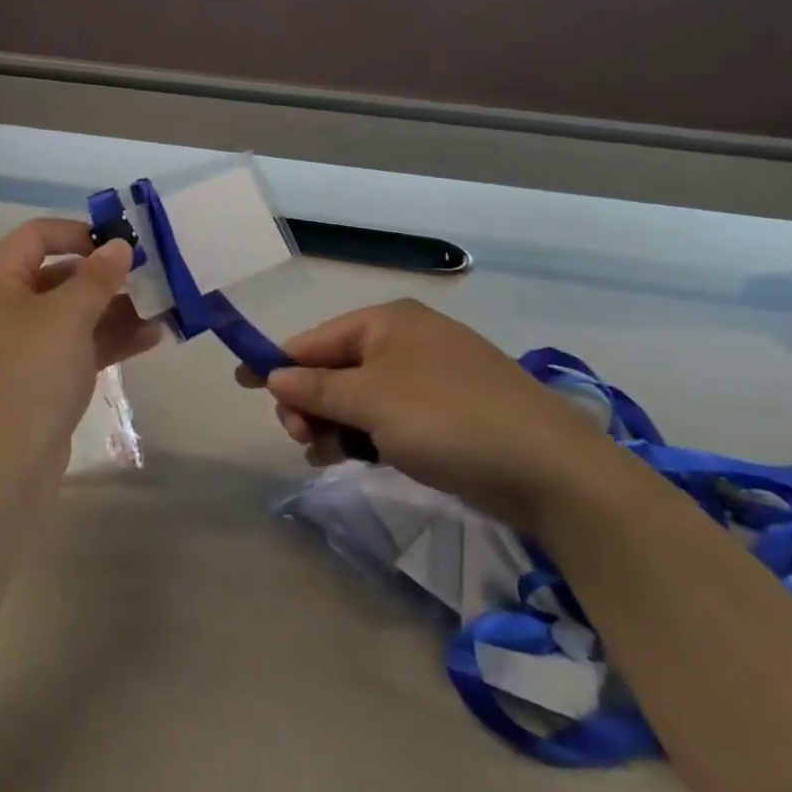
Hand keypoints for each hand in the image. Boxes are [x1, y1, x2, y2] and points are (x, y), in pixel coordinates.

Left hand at [0, 218, 160, 473]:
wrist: (2, 468)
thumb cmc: (29, 375)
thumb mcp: (67, 317)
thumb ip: (97, 277)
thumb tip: (119, 245)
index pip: (36, 236)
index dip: (78, 232)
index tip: (121, 243)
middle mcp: (4, 309)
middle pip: (59, 276)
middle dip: (107, 276)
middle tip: (153, 276)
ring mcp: (22, 347)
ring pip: (74, 315)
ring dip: (116, 310)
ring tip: (163, 309)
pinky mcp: (41, 379)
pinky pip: (77, 347)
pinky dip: (109, 340)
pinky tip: (152, 338)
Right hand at [237, 299, 624, 532]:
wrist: (550, 469)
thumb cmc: (447, 419)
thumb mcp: (370, 401)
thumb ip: (315, 388)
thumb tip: (273, 377)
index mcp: (388, 322)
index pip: (315, 339)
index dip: (276, 363)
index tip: (242, 386)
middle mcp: (407, 341)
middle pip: (335, 369)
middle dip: (310, 404)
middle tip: (302, 441)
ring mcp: (430, 377)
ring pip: (360, 398)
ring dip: (335, 424)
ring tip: (329, 457)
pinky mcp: (448, 413)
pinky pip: (388, 417)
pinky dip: (367, 435)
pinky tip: (358, 459)